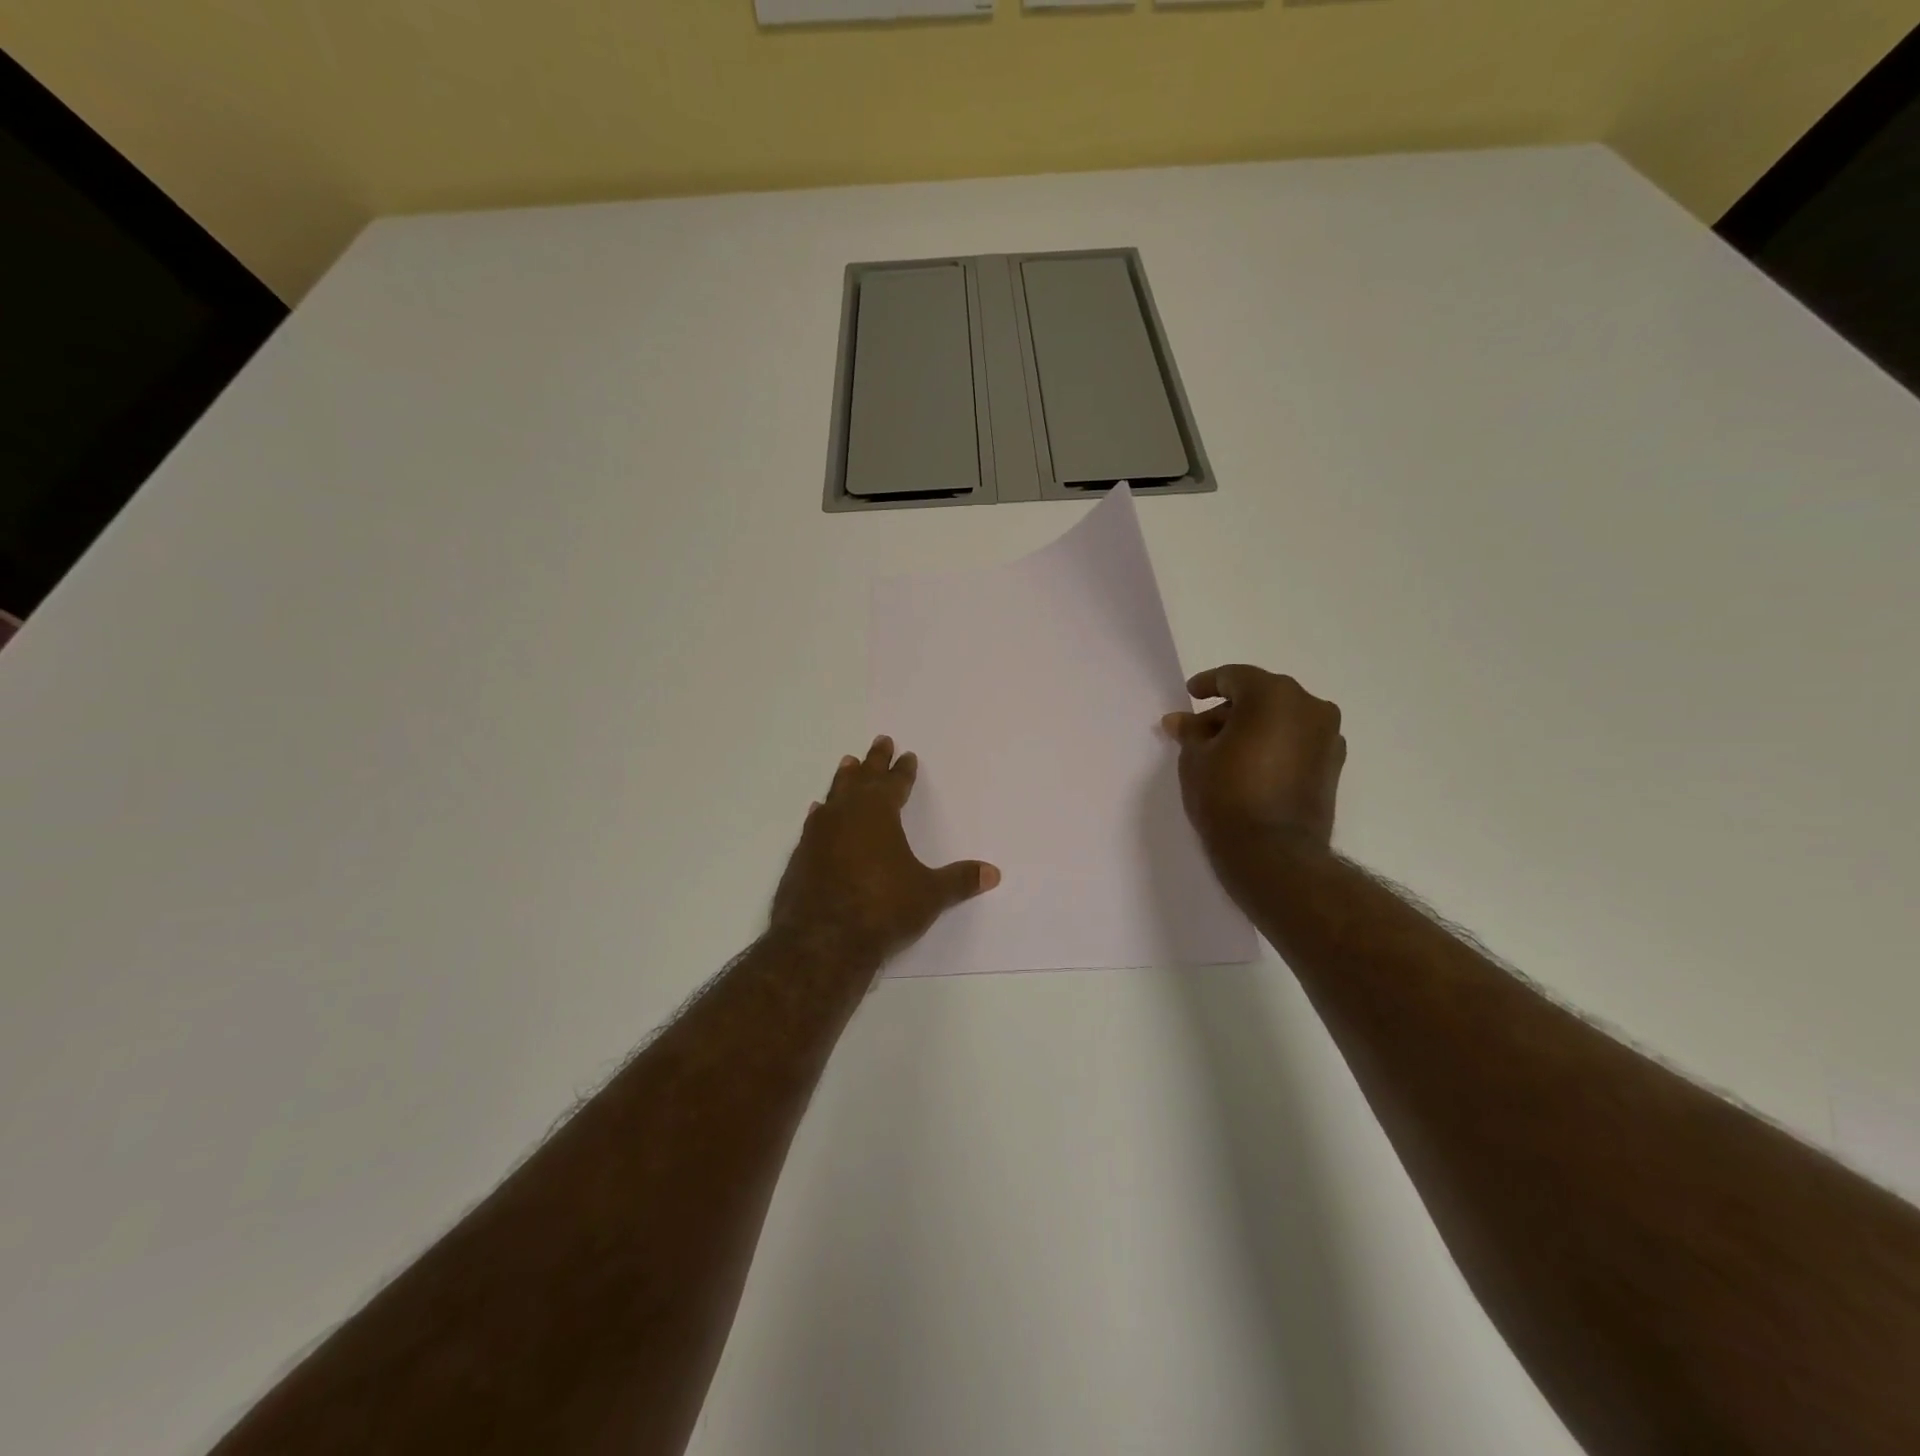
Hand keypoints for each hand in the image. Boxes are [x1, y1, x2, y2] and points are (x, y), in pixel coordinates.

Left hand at [771, 736, 999, 967]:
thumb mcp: (929, 894)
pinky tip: (818, 811)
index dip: (903, 770)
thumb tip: (993, 873)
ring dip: (844, 780)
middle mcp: (846, 815)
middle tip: (880, 742)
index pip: (894, 784)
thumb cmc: (882, 909)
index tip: (907, 756)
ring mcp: (819, 834)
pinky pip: (815, 823)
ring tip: (847, 764)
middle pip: (862, 779)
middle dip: (873, 761)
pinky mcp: (800, 856)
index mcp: (879, 813)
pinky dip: (822, 813)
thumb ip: (959, 880)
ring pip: (835, 795)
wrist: (822, 940)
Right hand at [1162, 665, 1346, 851]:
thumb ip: (1191, 731)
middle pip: (1261, 695)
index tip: (1190, 695)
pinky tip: (1251, 765)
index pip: (1234, 677)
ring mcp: (1327, 736)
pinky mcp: (1334, 764)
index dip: (1207, 684)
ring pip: (1282, 718)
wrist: (1272, 852)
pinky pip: (1297, 740)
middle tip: (1201, 730)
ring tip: (1224, 751)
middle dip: (1230, 709)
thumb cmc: (1226, 795)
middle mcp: (1309, 706)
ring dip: (1254, 727)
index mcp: (1273, 694)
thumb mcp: (1195, 758)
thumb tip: (1179, 720)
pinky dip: (1275, 744)